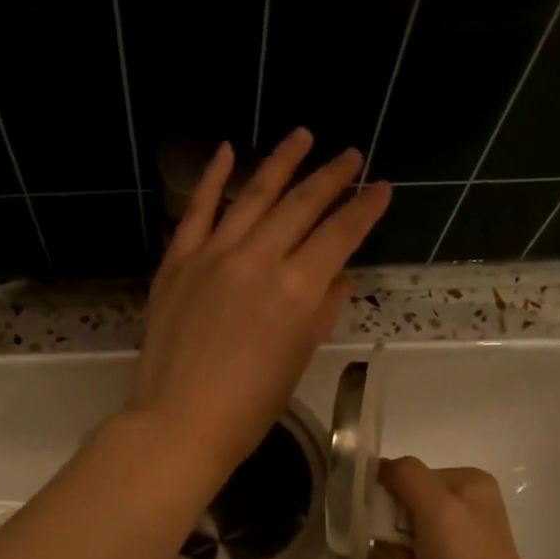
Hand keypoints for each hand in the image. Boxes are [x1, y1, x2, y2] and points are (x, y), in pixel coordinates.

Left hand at [128, 129, 389, 480]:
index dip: (365, 209)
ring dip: (281, 161)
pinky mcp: (178, 261)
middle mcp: (259, 259)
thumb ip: (320, 312)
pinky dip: (212, 177)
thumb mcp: (297, 360)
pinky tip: (227, 150)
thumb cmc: (248, 407)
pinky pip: (197, 210)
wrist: (179, 422)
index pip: (340, 235)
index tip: (381, 189)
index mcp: (298, 289)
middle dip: (331, 176)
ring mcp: (214, 255)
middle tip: (349, 155)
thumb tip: (338, 278)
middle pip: (302, 204)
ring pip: (253, 195)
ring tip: (303, 136)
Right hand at [379, 458, 546, 558]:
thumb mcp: (437, 508)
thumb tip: (379, 466)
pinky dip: (406, 558)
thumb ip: (407, 476)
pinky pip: (415, 548)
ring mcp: (461, 533)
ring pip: (406, 526)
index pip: (409, 474)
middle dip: (392, 523)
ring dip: (396, 543)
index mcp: (469, 481)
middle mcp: (468, 501)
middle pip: (406, 499)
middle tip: (398, 547)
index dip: (390, 496)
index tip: (387, 523)